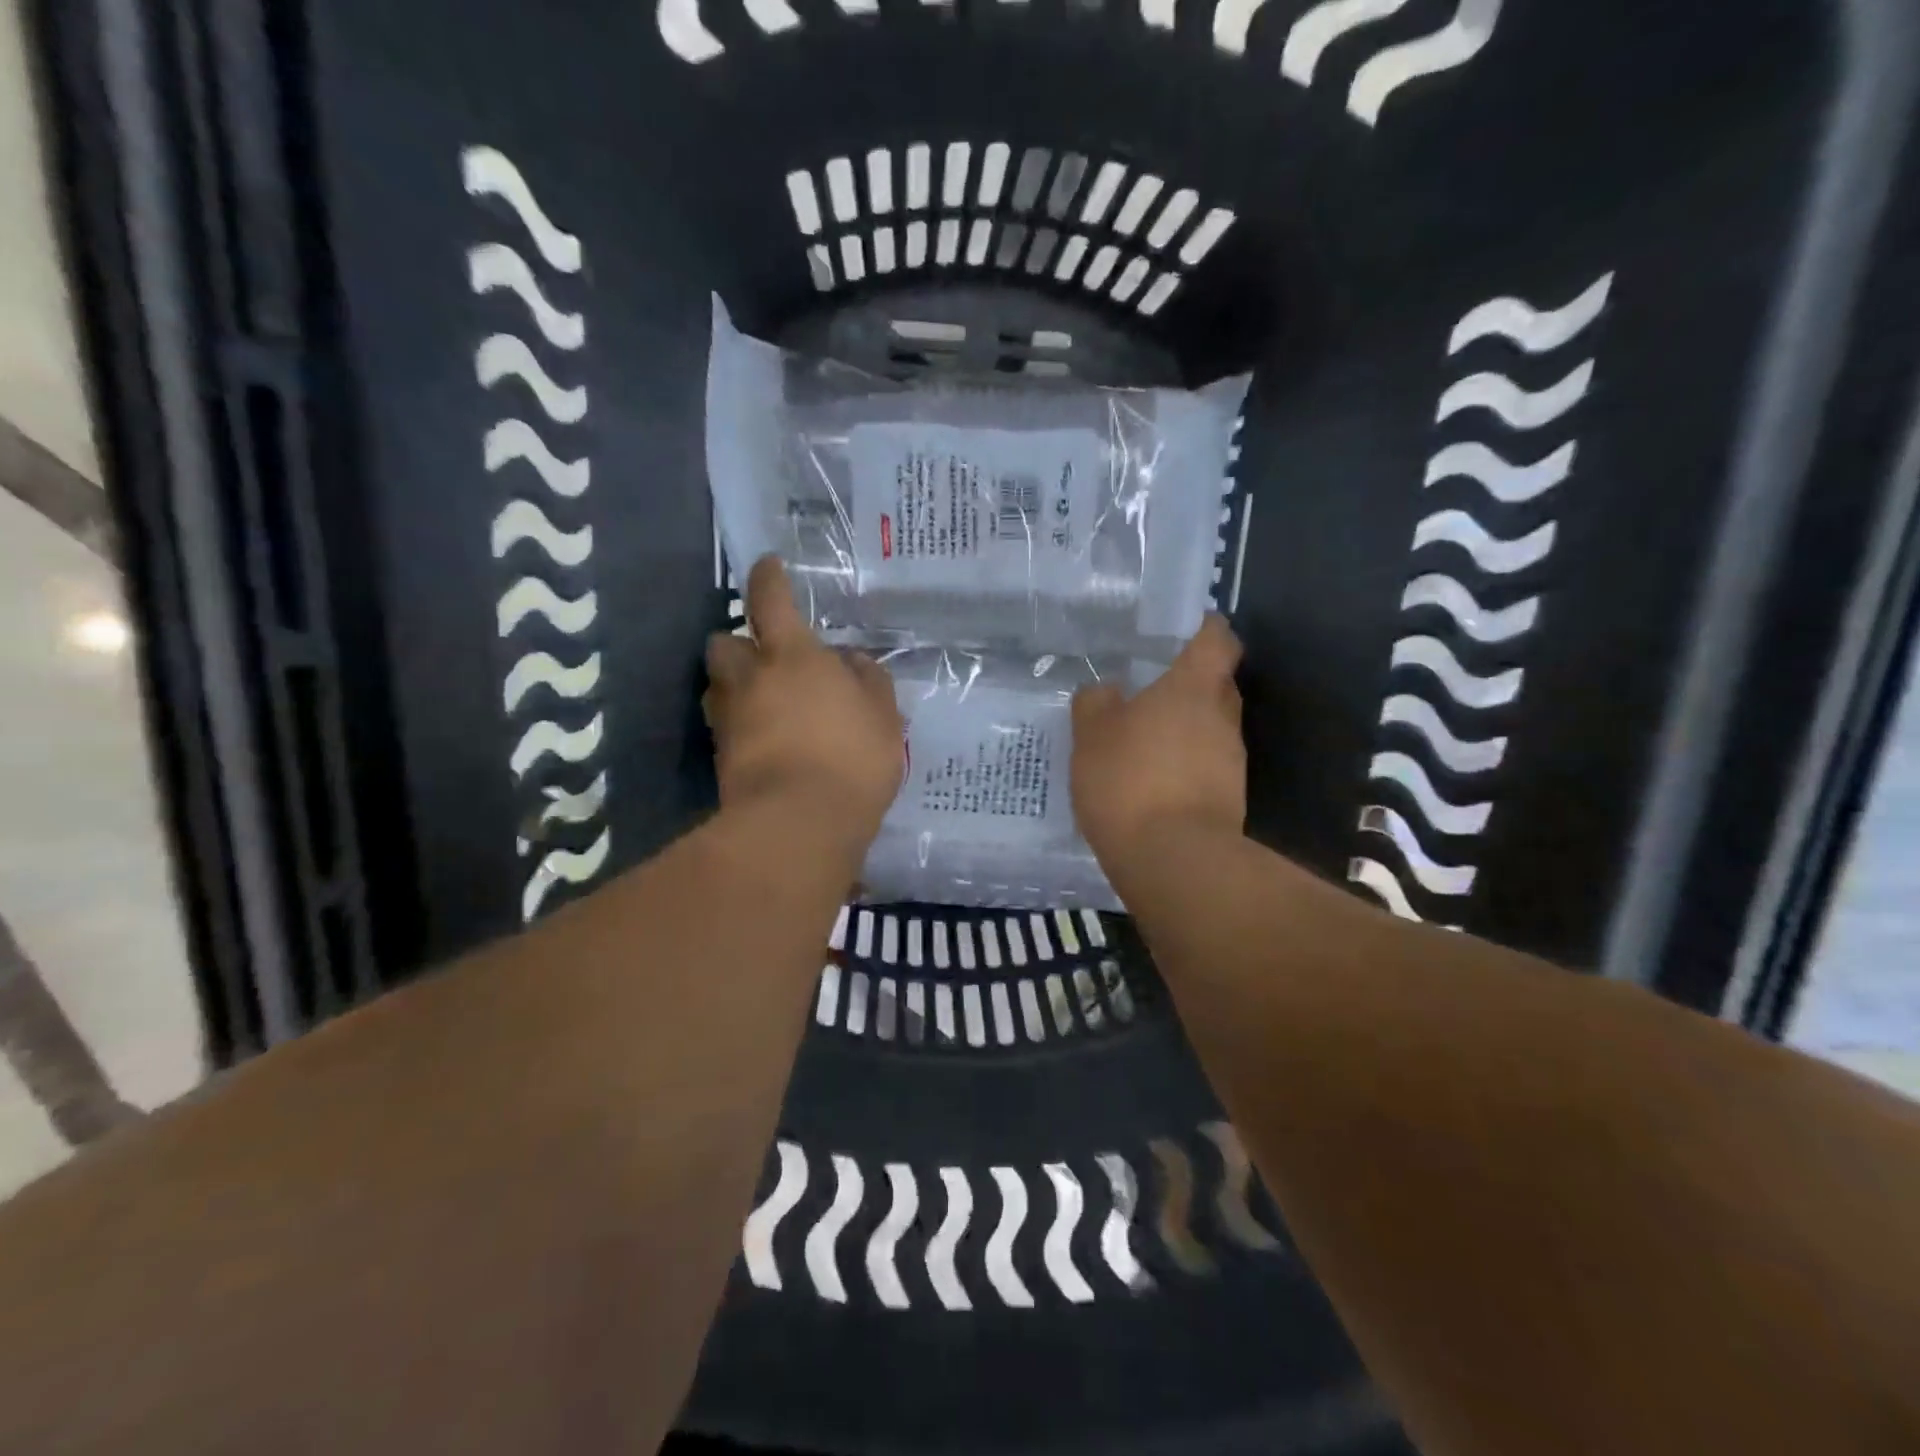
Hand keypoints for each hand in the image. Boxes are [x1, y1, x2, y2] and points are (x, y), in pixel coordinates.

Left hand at [705, 556, 904, 850]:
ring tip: (763, 701)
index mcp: (792, 656)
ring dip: (735, 685)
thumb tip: (851, 660)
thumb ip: (869, 680)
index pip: (770, 600)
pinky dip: (740, 725)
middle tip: (765, 657)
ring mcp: (729, 720)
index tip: (768, 566)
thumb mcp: (882, 716)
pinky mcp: (720, 758)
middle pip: (724, 643)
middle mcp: (750, 679)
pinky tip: (765, 740)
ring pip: (718, 687)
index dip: (768, 578)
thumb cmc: (850, 758)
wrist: (798, 823)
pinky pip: (726, 727)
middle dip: (738, 642)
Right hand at [1070, 615, 1245, 861]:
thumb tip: (1106, 692)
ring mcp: (1231, 760)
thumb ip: (1096, 704)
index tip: (1187, 629)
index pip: (1216, 639)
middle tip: (1152, 688)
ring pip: (1211, 728)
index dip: (1205, 628)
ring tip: (1145, 741)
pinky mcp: (1229, 798)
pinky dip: (1184, 766)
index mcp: (1193, 687)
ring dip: (1185, 729)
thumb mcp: (1092, 734)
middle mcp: (1222, 717)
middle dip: (1190, 683)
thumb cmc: (1129, 779)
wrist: (1173, 858)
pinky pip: (1206, 766)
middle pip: (1217, 685)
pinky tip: (1152, 781)